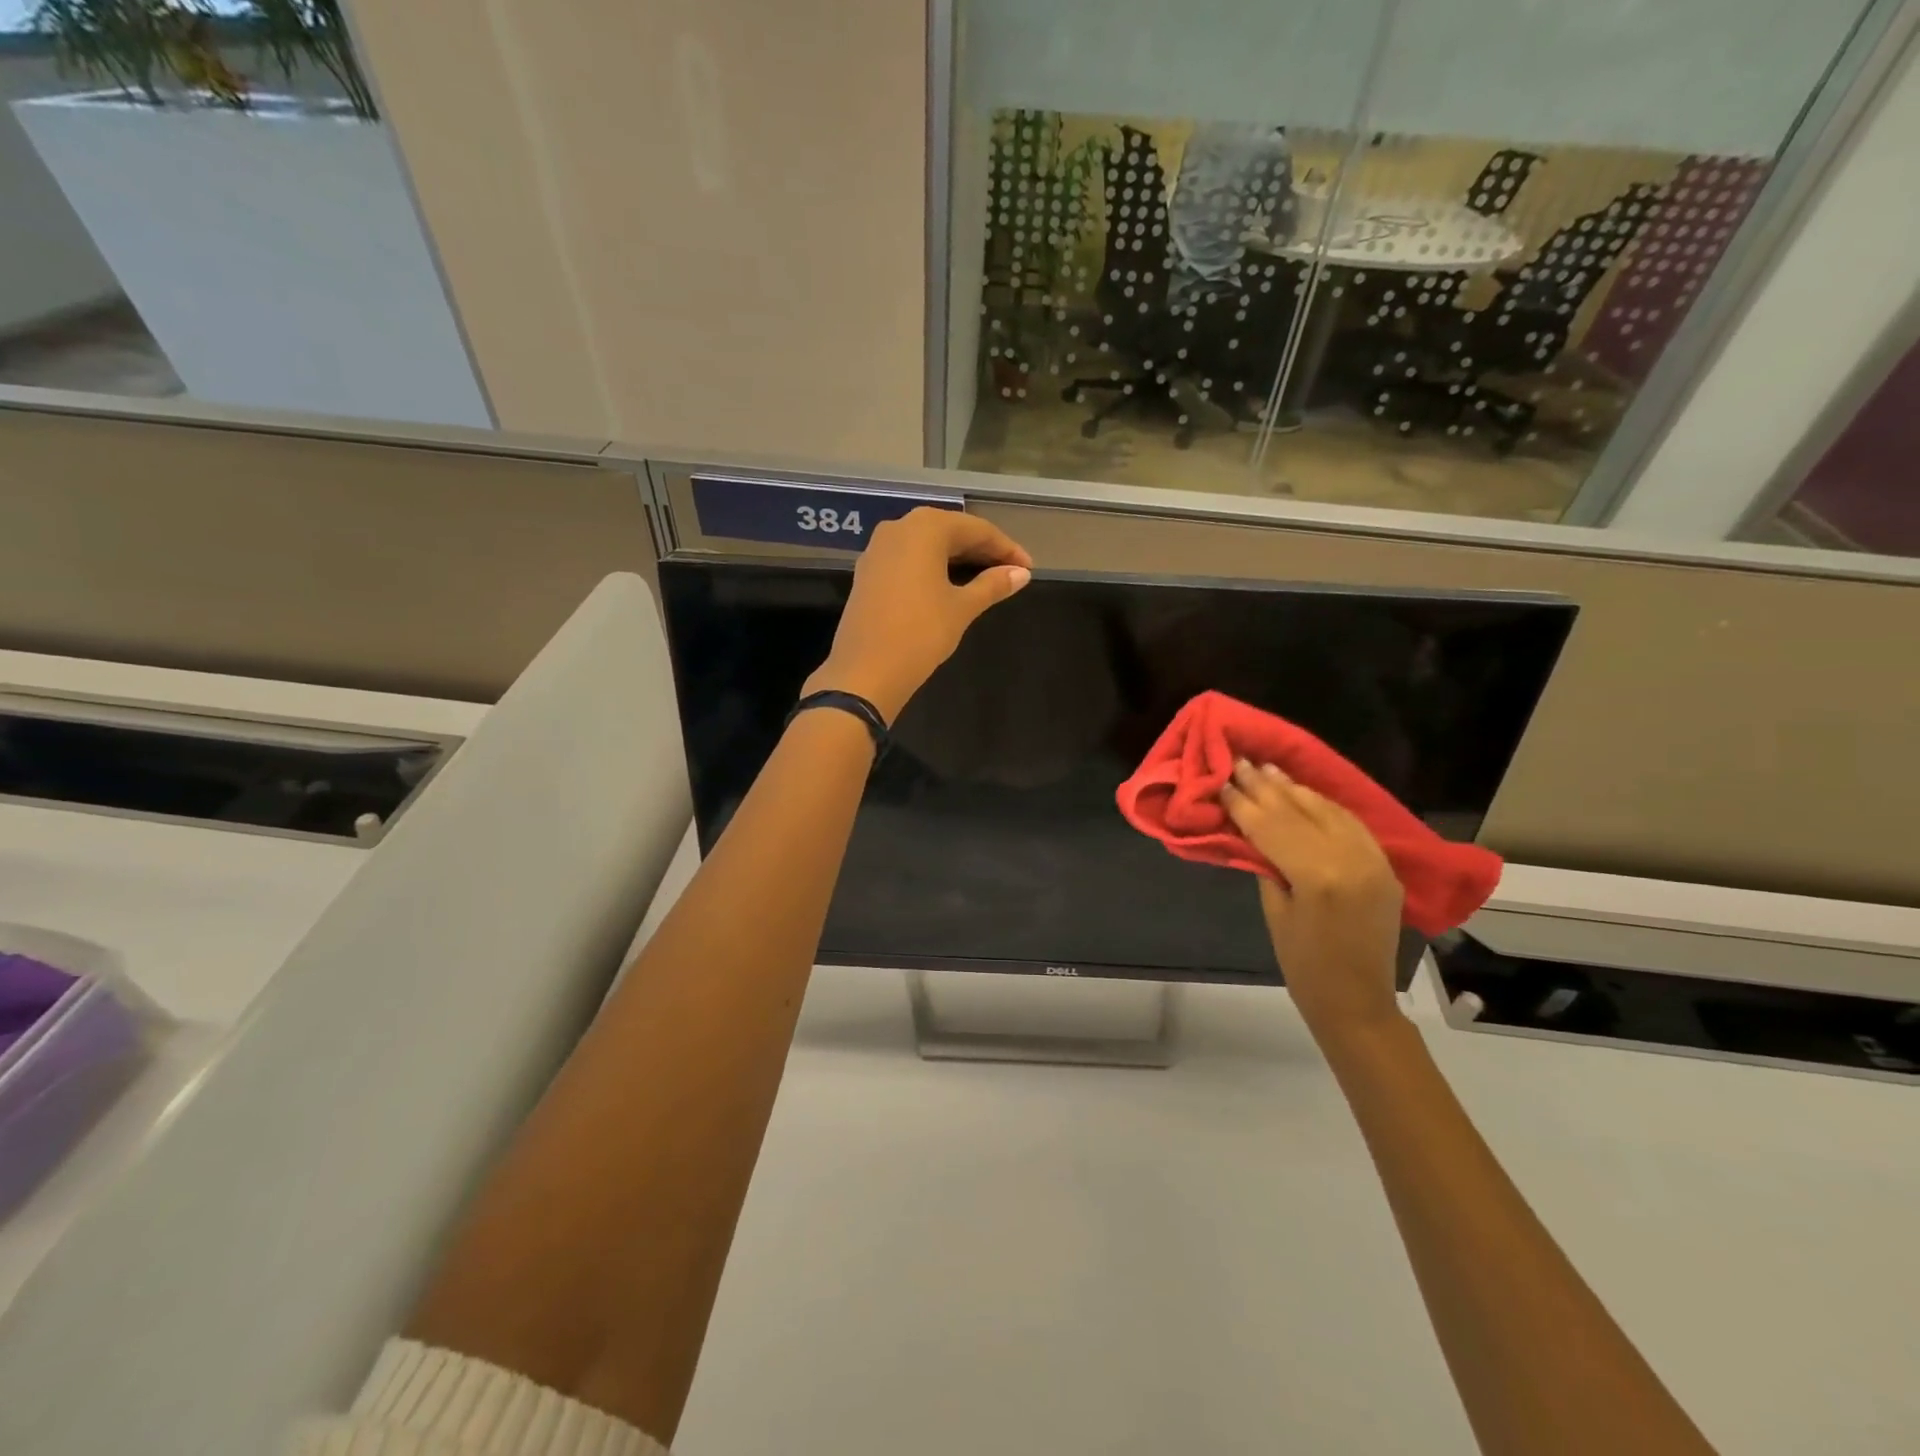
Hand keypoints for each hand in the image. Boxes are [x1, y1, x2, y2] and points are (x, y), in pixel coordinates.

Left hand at [802, 507, 1032, 722]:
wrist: (865, 672)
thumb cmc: (920, 633)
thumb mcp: (962, 608)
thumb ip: (992, 585)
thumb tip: (1021, 573)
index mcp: (925, 528)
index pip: (976, 530)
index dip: (1005, 548)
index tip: (1028, 568)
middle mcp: (898, 527)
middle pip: (949, 532)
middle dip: (982, 551)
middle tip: (1011, 573)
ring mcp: (878, 549)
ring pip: (927, 545)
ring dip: (958, 559)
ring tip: (986, 579)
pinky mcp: (868, 572)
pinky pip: (909, 559)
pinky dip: (933, 568)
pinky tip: (950, 586)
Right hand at [1220, 760, 1404, 1042]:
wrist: (1358, 1001)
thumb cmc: (1303, 965)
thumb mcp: (1275, 910)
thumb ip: (1267, 864)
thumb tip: (1252, 829)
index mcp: (1318, 875)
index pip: (1272, 826)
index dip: (1243, 802)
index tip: (1221, 779)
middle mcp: (1350, 858)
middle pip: (1298, 812)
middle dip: (1264, 787)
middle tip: (1239, 761)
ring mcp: (1373, 859)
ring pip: (1327, 810)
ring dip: (1294, 789)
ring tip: (1267, 768)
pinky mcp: (1384, 865)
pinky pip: (1350, 823)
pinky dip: (1323, 805)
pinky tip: (1304, 792)